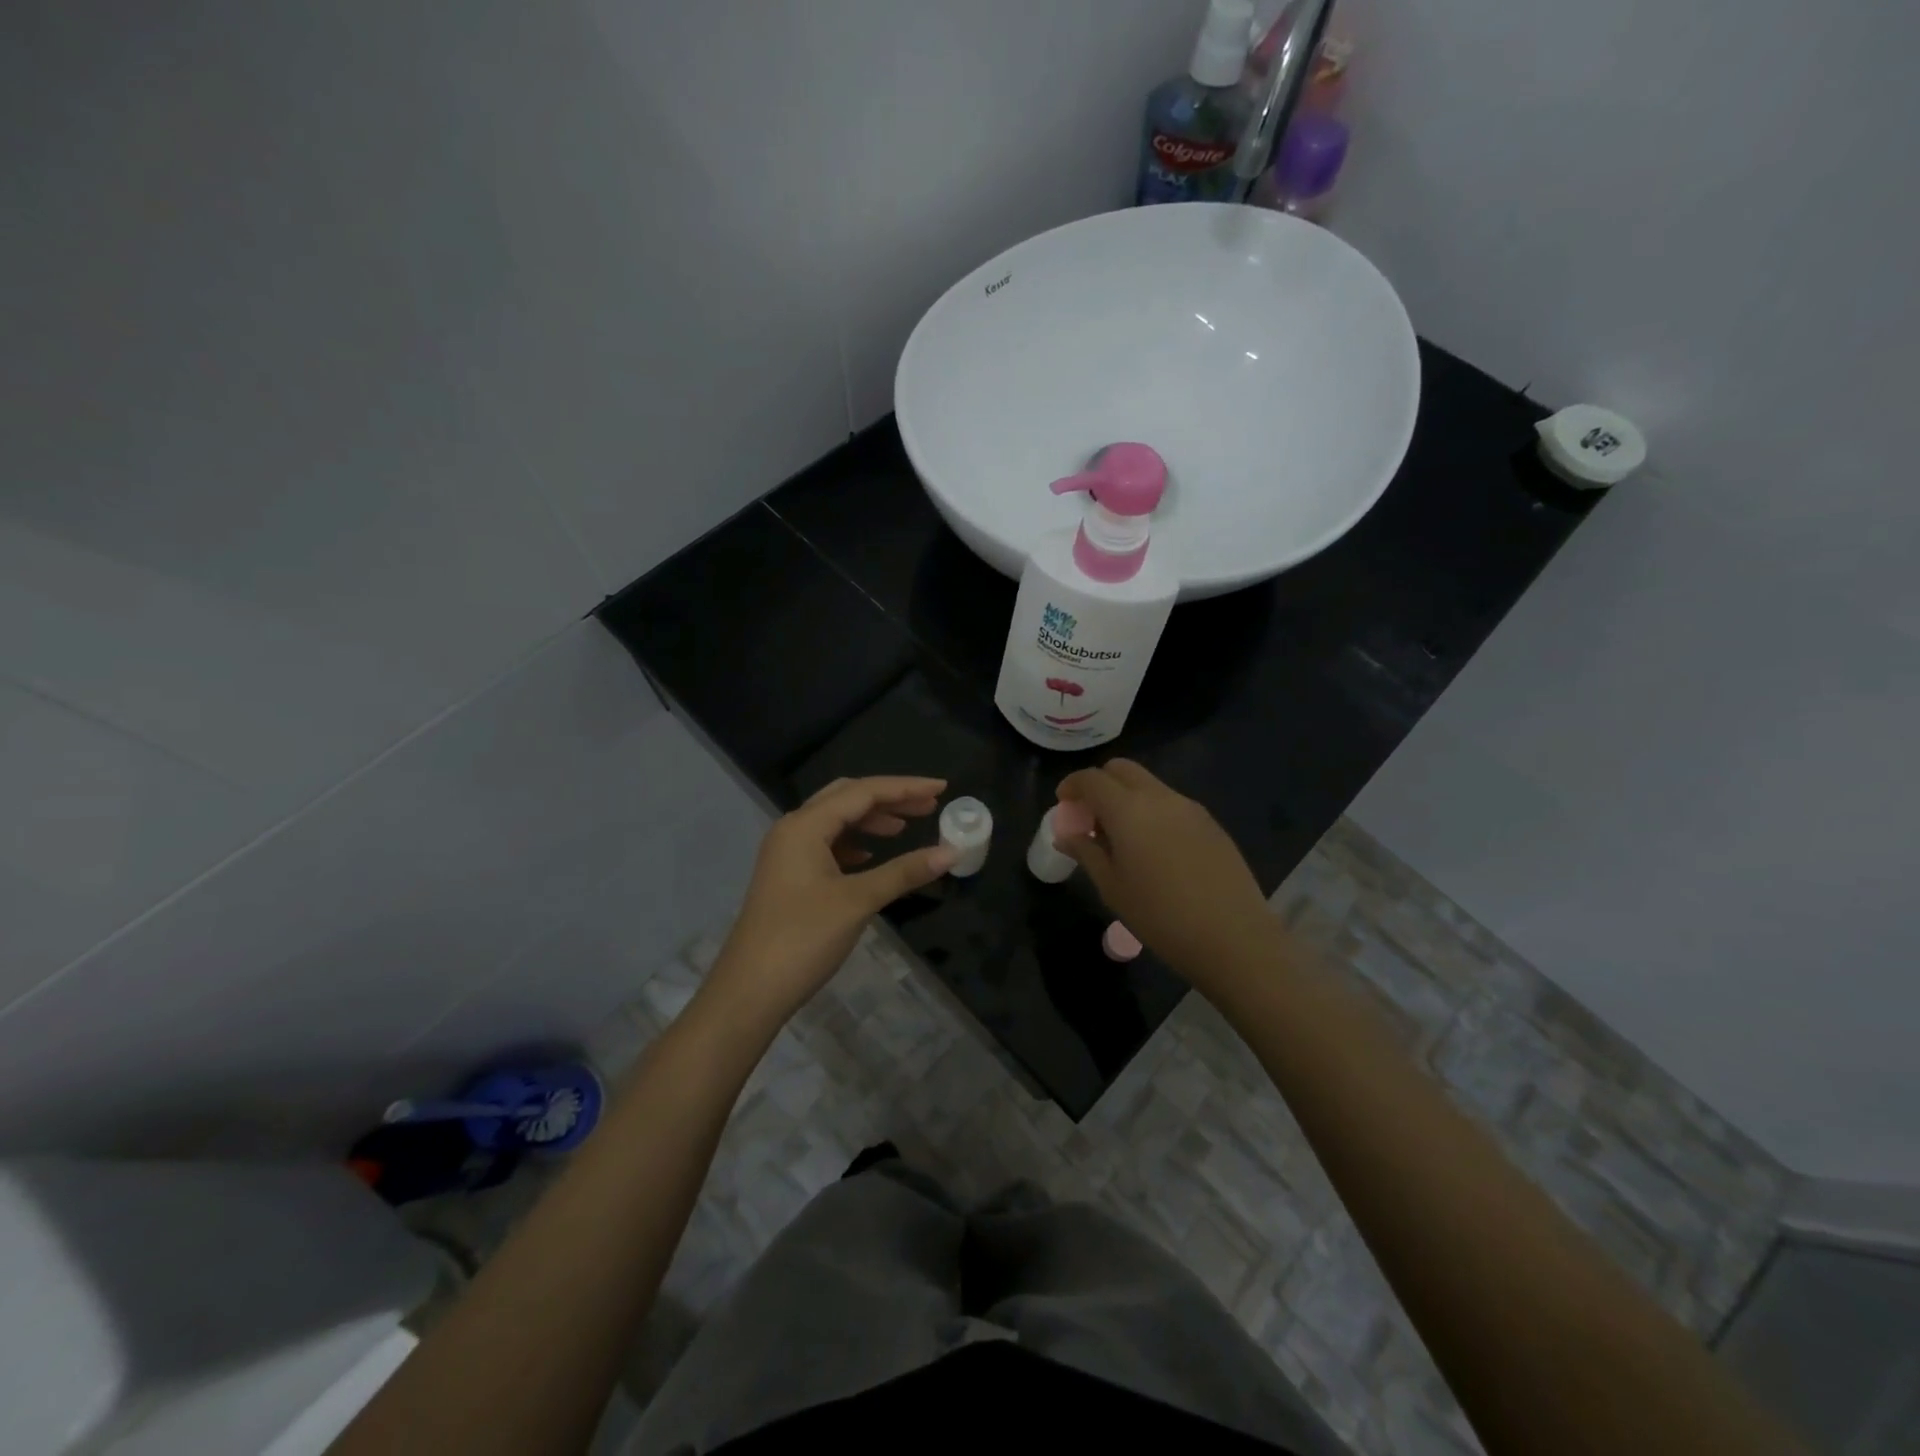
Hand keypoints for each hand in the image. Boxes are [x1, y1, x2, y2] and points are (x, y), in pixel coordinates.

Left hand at [700, 776, 955, 1031]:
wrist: (750, 991)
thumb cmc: (803, 939)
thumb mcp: (858, 901)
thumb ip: (904, 872)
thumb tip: (952, 852)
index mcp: (805, 825)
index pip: (863, 792)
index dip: (905, 787)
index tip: (942, 787)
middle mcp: (793, 830)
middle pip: (847, 798)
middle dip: (889, 799)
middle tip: (929, 805)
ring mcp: (787, 854)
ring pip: (836, 821)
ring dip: (872, 820)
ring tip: (907, 827)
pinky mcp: (789, 877)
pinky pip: (827, 844)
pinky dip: (855, 843)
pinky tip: (873, 855)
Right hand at [1055, 760, 1276, 991]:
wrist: (1233, 938)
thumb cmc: (1160, 917)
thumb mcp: (1112, 888)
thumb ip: (1087, 853)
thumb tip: (1067, 835)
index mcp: (1129, 810)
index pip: (1092, 779)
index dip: (1072, 785)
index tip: (1063, 803)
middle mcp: (1160, 797)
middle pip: (1122, 770)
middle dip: (1100, 783)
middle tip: (1090, 815)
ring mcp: (1190, 808)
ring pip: (1149, 785)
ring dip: (1127, 797)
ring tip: (1121, 837)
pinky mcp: (1211, 823)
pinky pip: (1172, 804)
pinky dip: (1152, 812)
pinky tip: (1154, 849)